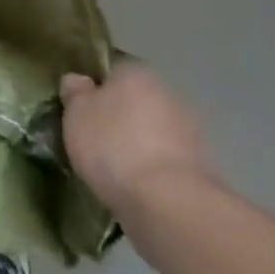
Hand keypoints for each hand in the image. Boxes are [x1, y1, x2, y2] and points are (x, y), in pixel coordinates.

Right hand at [60, 61, 211, 218]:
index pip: (110, 66)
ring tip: (109, 168)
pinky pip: (163, 161)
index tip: (76, 105)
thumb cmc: (115, 146)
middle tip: (90, 137)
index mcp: (137, 71)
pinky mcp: (199, 170)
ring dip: (134, 143)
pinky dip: (150, 170)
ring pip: (150, 131)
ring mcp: (189, 132)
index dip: (91, 83)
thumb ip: (75, 91)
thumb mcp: (76, 113)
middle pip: (133, 99)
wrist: (170, 207)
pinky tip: (132, 187)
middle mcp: (167, 93)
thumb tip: (78, 81)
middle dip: (115, 115)